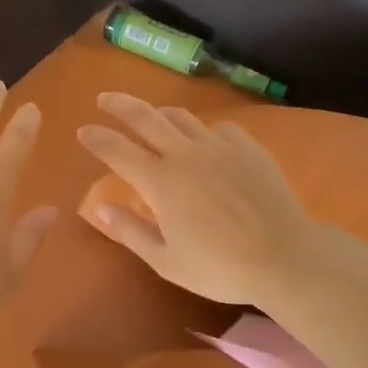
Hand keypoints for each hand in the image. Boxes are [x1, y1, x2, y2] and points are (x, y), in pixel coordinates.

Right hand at [76, 93, 319, 305]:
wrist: (284, 257)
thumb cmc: (220, 267)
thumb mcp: (166, 261)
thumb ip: (130, 231)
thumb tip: (99, 207)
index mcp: (160, 181)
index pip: (117, 150)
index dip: (96, 138)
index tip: (83, 131)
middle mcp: (185, 154)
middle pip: (145, 117)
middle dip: (119, 105)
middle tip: (104, 99)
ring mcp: (219, 146)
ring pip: (182, 117)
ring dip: (160, 114)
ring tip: (153, 117)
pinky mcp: (247, 148)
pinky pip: (219, 129)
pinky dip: (204, 132)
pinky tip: (206, 143)